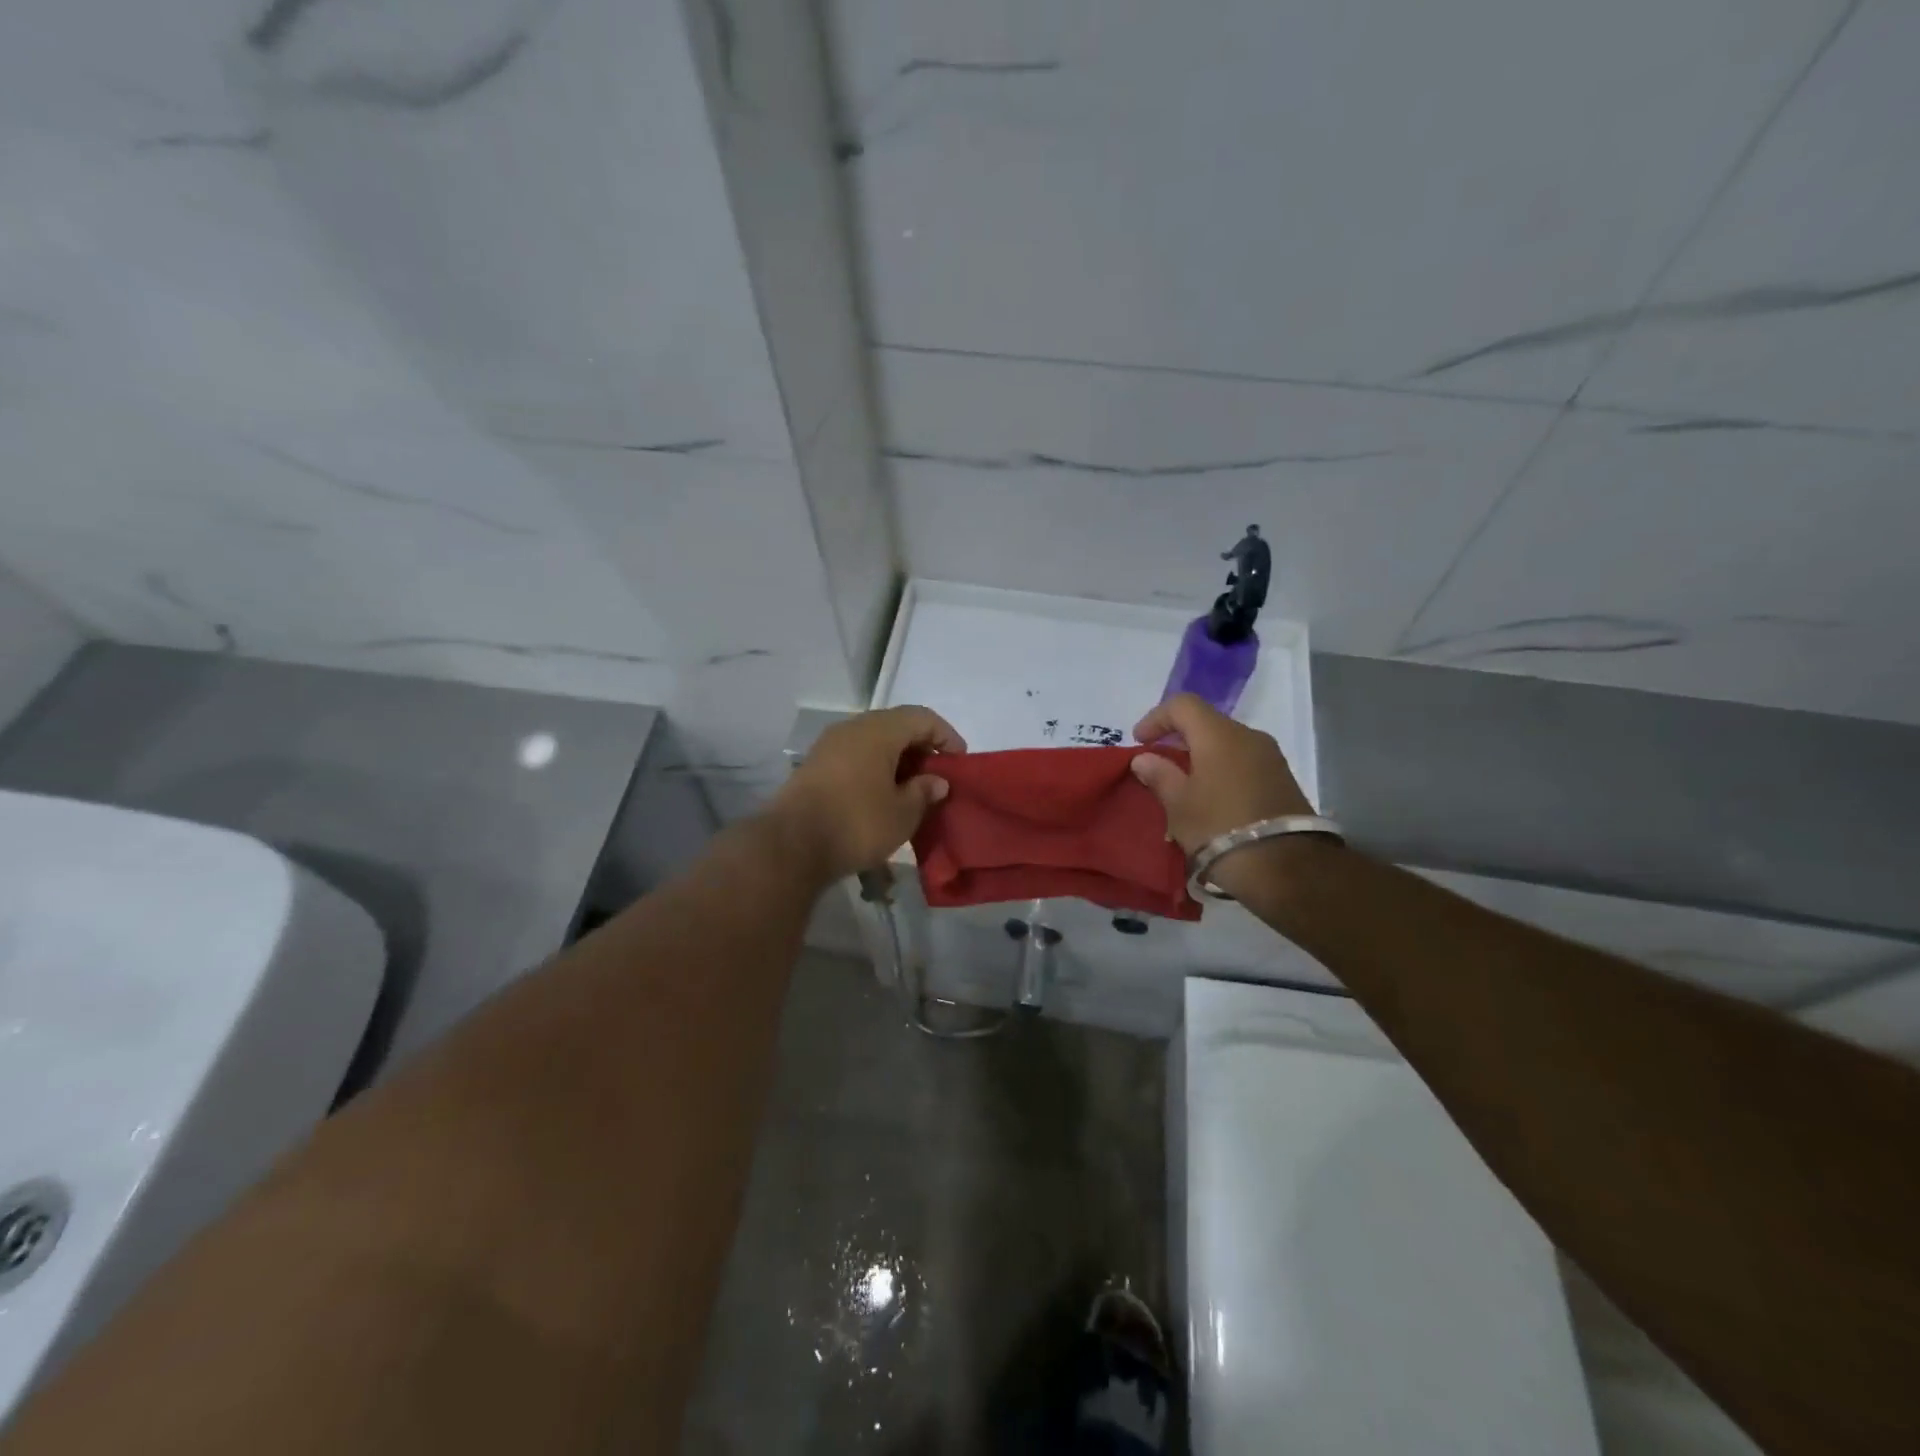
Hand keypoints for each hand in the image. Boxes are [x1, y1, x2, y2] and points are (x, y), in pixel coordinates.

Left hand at [768, 706, 965, 880]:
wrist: (790, 846)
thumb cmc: (856, 823)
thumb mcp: (902, 813)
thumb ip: (924, 792)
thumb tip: (936, 781)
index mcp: (878, 730)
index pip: (922, 718)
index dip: (945, 736)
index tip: (959, 762)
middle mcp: (852, 728)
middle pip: (895, 726)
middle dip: (920, 749)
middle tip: (936, 777)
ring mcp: (828, 746)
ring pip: (872, 743)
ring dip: (896, 761)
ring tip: (911, 791)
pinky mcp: (814, 767)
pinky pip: (854, 758)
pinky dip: (874, 770)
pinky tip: (881, 797)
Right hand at [1129, 693, 1313, 859]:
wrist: (1286, 867)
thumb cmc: (1220, 827)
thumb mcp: (1179, 805)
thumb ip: (1160, 775)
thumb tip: (1144, 759)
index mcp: (1219, 734)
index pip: (1182, 705)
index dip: (1156, 718)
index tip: (1140, 742)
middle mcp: (1248, 736)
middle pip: (1207, 722)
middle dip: (1179, 738)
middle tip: (1160, 764)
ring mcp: (1271, 757)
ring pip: (1227, 743)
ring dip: (1202, 756)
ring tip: (1185, 785)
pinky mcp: (1283, 779)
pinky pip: (1243, 761)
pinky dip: (1222, 769)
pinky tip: (1212, 797)